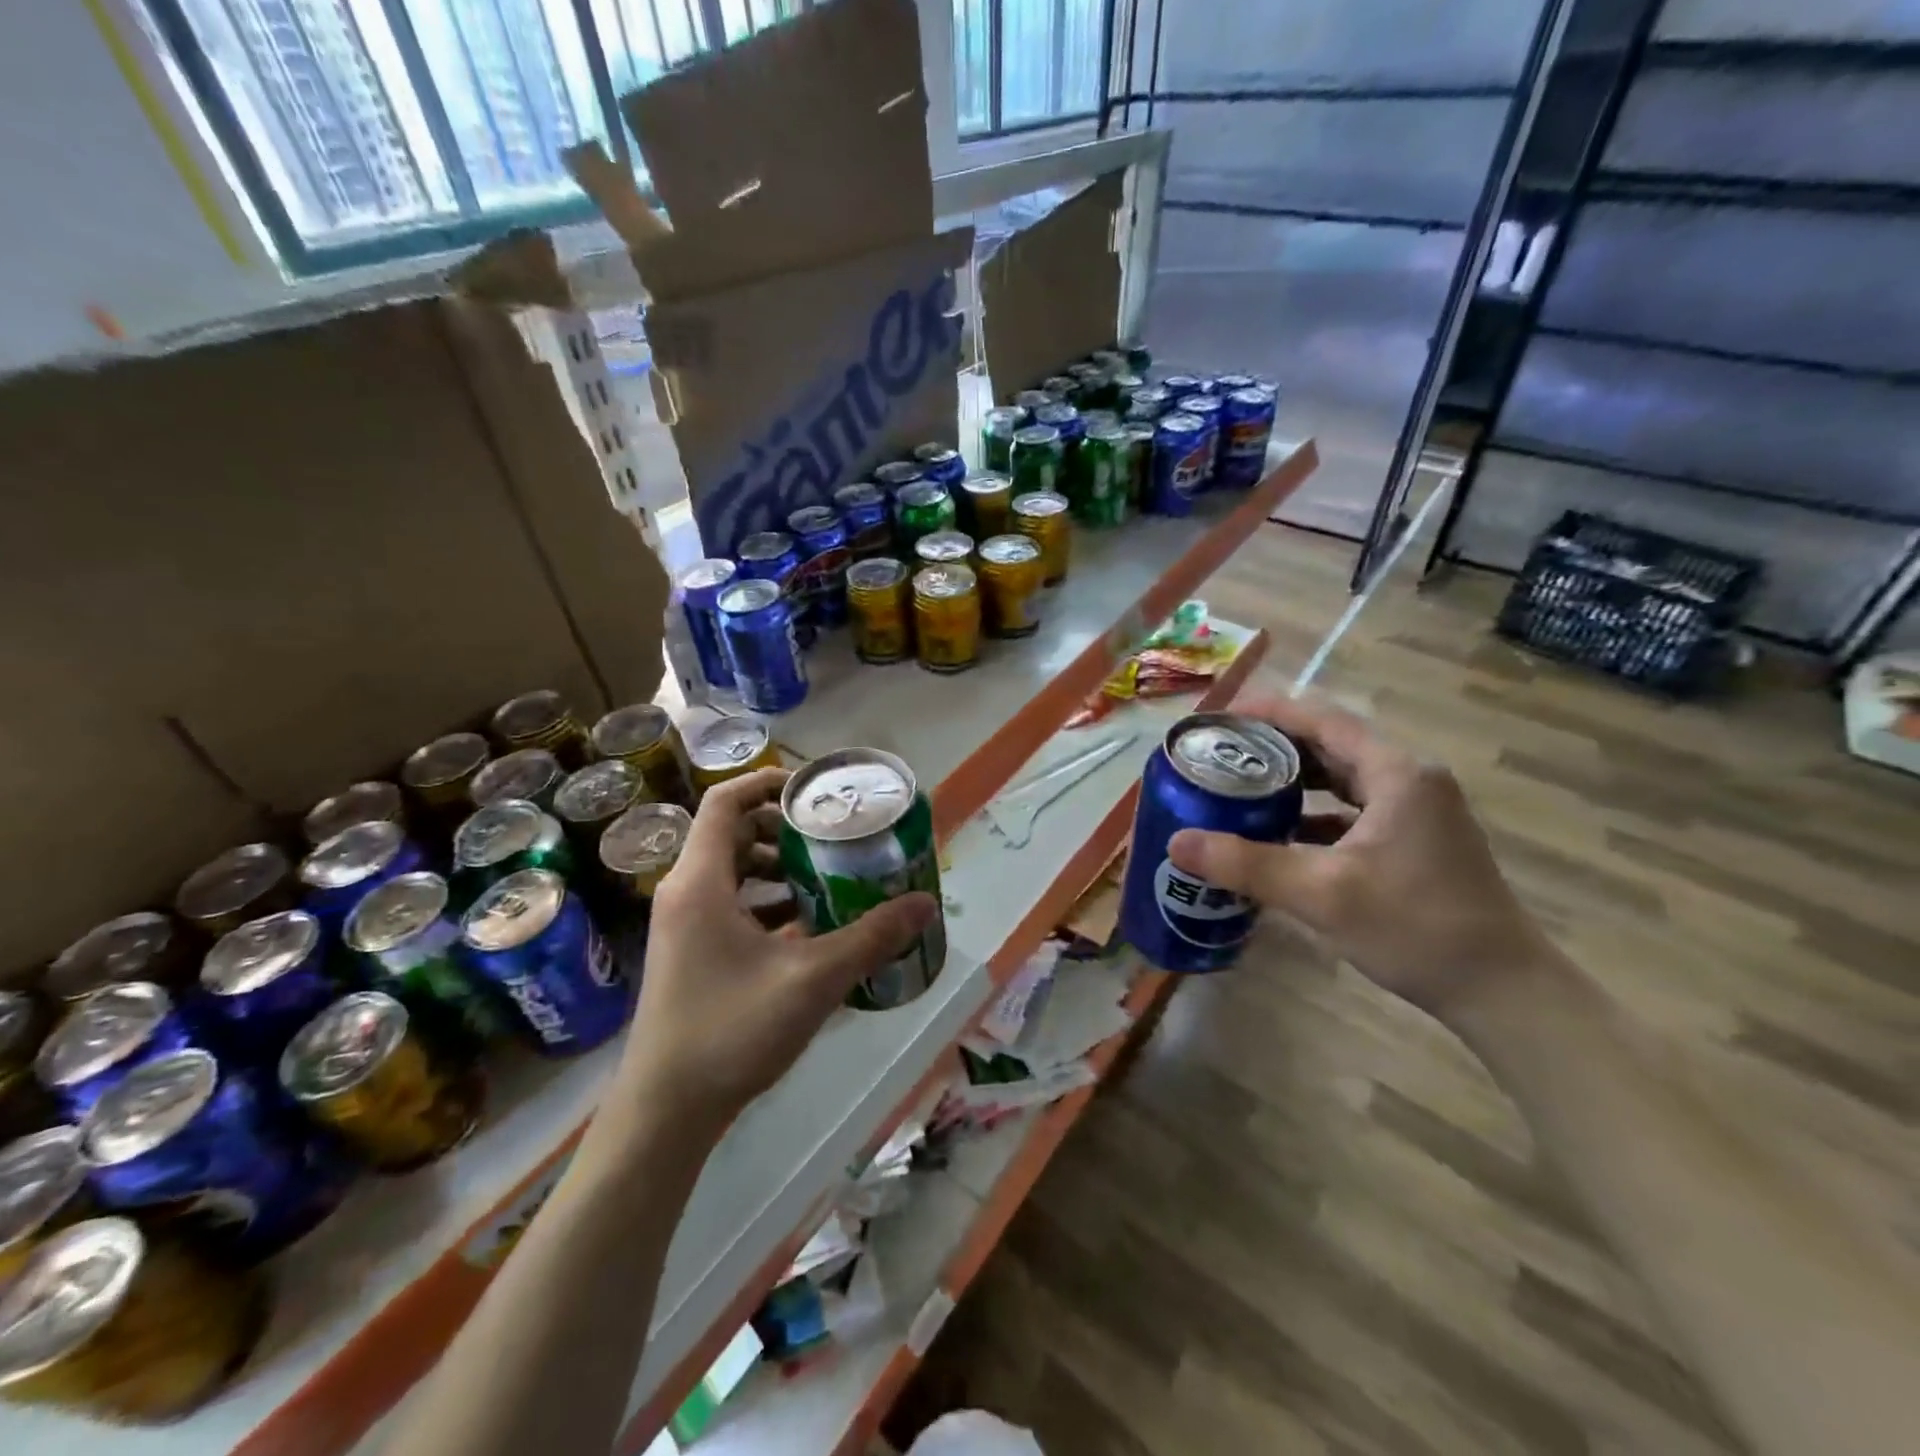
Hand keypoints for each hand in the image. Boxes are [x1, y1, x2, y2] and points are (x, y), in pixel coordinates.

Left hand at [618, 768, 938, 1130]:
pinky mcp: (689, 954)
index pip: (726, 802)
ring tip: (827, 880)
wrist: (666, 1112)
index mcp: (701, 882)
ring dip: (778, 870)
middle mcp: (685, 893)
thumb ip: (871, 938)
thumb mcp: (813, 979)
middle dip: (784, 831)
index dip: (768, 783)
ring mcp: (683, 926)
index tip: (814, 791)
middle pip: (733, 834)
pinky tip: (808, 929)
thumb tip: (926, 903)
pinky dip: (767, 905)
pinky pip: (730, 907)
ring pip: (732, 873)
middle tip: (832, 838)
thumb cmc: (731, 1030)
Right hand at [1167, 696, 1552, 1020]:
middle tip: (1218, 754)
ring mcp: (1416, 811)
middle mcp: (1409, 780)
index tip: (1219, 718)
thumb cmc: (1416, 928)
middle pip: (1330, 743)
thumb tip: (1177, 843)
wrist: (1503, 992)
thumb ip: (1246, 865)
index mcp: (1396, 773)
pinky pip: (1352, 809)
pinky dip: (1313, 812)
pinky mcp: (1414, 840)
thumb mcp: (1322, 894)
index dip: (1268, 711)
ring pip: (1341, 778)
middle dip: (1272, 746)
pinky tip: (1277, 833)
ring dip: (1292, 779)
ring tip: (1238, 786)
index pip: (1322, 719)